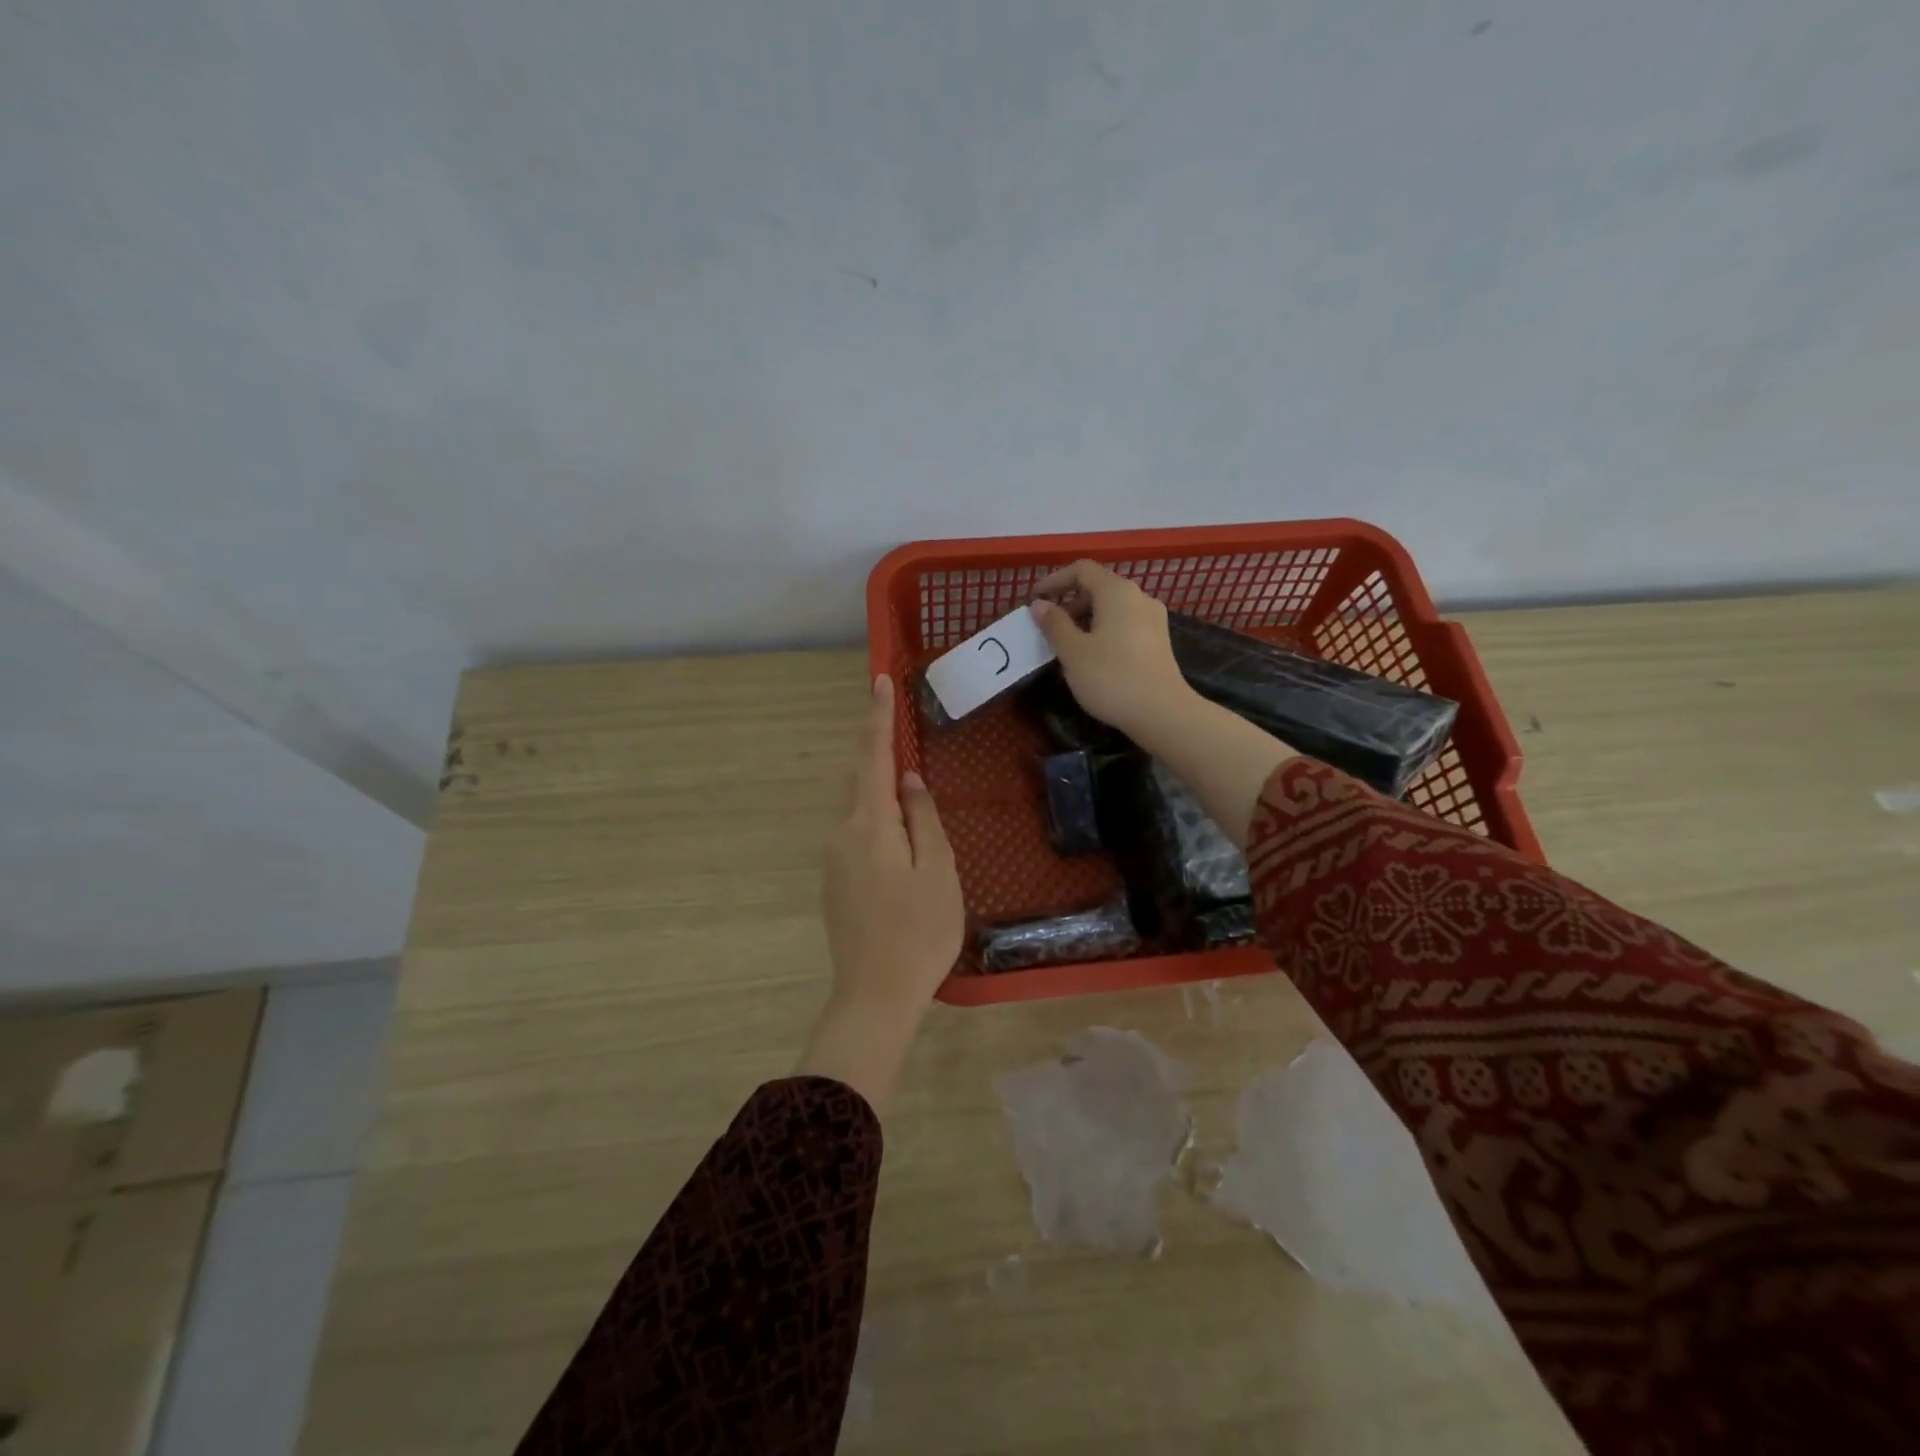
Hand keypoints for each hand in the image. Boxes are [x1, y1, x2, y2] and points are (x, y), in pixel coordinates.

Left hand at [800, 674, 963, 1113]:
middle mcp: (842, 834)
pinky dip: (877, 825)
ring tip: (912, 801)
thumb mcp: (937, 870)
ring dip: (881, 796)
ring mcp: (833, 861)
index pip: (873, 757)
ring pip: (859, 812)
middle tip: (901, 735)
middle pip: (861, 781)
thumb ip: (922, 819)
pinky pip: (856, 837)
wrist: (874, 995)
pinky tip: (900, 846)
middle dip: (878, 755)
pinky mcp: (835, 884)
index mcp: (869, 825)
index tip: (879, 681)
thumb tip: (907, 780)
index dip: (878, 718)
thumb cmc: (919, 931)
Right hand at [1033, 560, 1295, 847]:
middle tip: (1049, 628)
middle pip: (1098, 587)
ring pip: (1112, 608)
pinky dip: (1103, 631)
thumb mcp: (1073, 651)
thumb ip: (1054, 624)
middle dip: (1069, 603)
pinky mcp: (1159, 641)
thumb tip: (1040, 605)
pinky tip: (1093, 657)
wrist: (1162, 712)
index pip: (1082, 570)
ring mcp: (1153, 619)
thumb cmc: (1111, 678)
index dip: (1054, 581)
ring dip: (1086, 619)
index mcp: (1117, 591)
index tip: (1035, 600)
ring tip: (1067, 646)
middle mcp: (1139, 597)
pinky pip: (1124, 624)